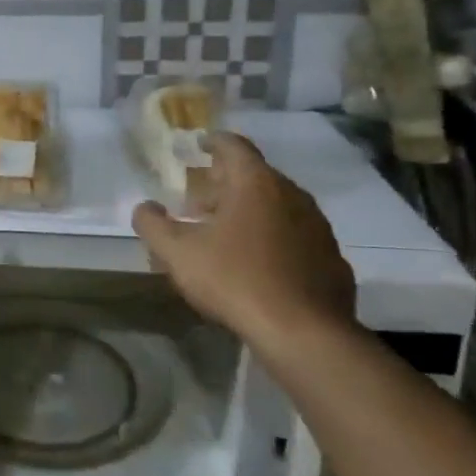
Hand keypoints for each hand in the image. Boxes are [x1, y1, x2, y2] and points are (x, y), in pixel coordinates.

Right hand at [132, 131, 354, 342]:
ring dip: (251, 212)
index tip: (199, 145)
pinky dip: (275, 239)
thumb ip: (152, 224)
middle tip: (200, 202)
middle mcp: (292, 195)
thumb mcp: (176, 252)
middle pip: (256, 176)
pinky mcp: (331, 259)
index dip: (213, 142)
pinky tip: (259, 264)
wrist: (304, 334)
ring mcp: (317, 227)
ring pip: (279, 206)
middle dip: (226, 183)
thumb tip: (144, 208)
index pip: (234, 145)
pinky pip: (297, 237)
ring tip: (226, 234)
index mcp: (255, 183)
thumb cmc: (234, 280)